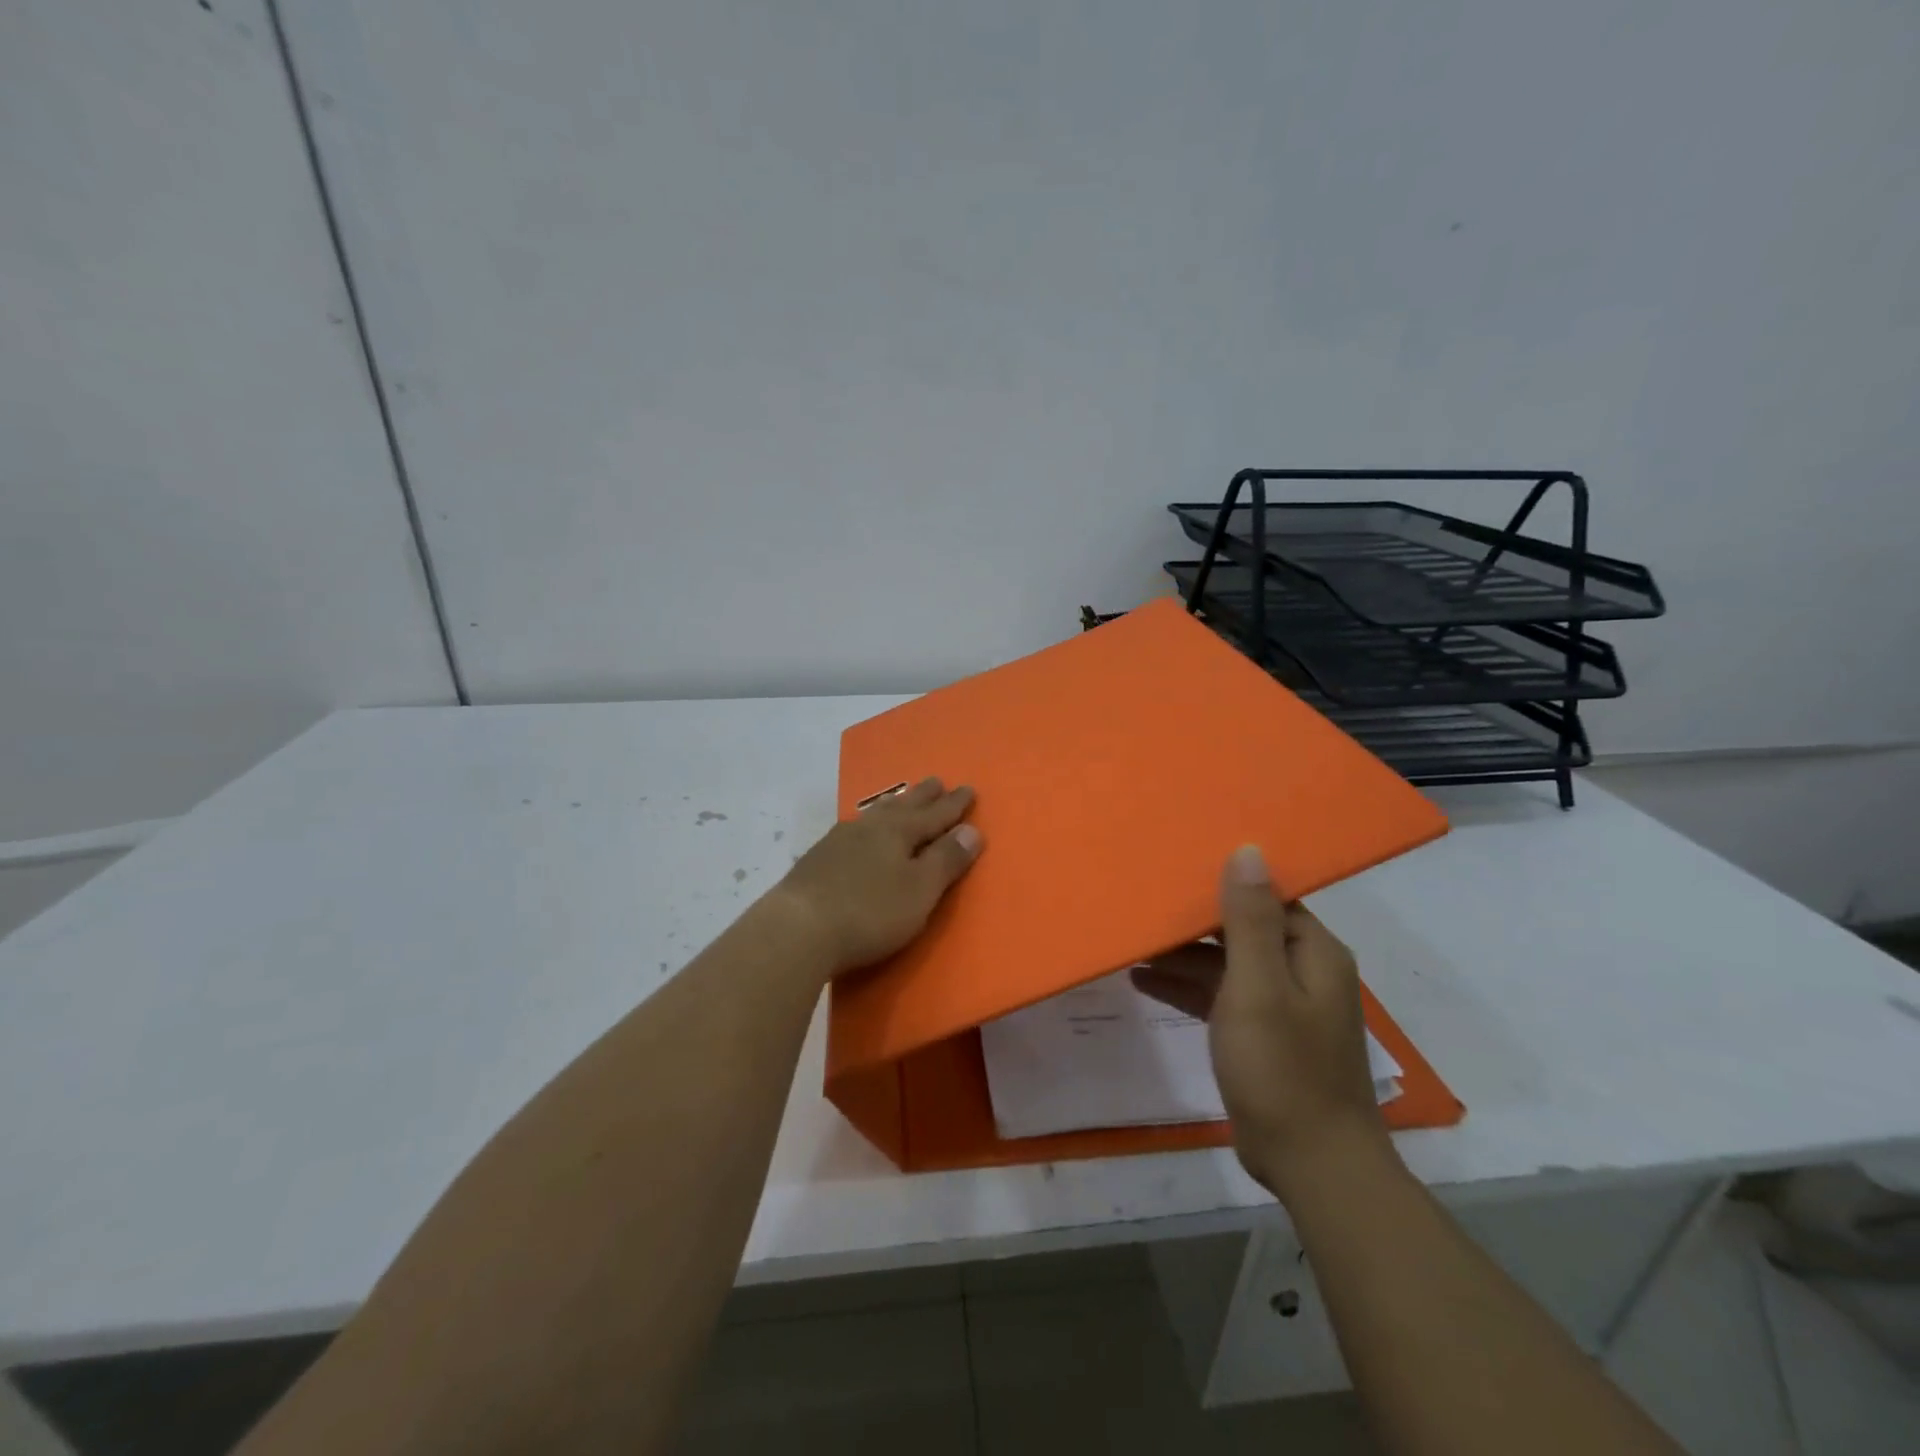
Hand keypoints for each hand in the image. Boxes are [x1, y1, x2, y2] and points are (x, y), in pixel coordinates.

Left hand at [771, 778, 982, 975]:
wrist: (798, 928)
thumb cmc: (870, 911)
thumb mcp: (920, 890)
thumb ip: (946, 860)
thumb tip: (972, 830)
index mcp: (899, 832)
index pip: (935, 814)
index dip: (954, 805)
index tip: (969, 788)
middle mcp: (869, 827)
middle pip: (902, 806)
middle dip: (923, 796)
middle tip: (937, 781)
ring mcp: (839, 841)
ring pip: (874, 815)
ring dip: (893, 806)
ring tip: (900, 800)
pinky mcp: (818, 860)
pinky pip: (853, 831)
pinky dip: (867, 826)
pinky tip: (859, 832)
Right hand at [1132, 844, 1392, 1200]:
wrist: (1311, 1165)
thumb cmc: (1282, 1067)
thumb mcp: (1258, 986)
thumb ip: (1248, 919)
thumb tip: (1248, 850)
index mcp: (1311, 951)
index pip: (1266, 895)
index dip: (1223, 879)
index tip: (1176, 865)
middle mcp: (1302, 970)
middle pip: (1241, 927)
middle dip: (1193, 918)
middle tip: (1142, 899)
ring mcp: (1282, 1005)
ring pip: (1225, 963)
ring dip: (1182, 955)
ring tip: (1131, 941)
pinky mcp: (1262, 1035)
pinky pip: (1220, 996)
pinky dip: (1186, 987)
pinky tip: (1143, 981)